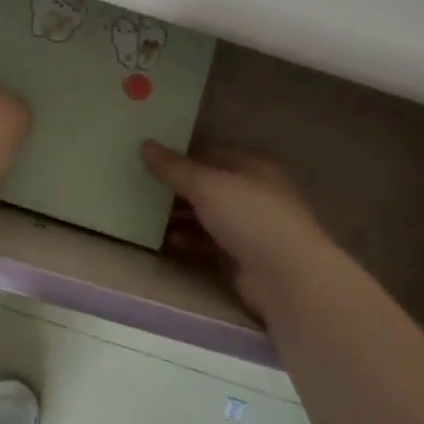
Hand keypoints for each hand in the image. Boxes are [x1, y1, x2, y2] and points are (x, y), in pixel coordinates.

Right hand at [141, 142, 334, 315]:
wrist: (287, 279)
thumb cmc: (250, 217)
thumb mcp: (207, 185)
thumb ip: (174, 167)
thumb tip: (144, 144)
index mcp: (251, 165)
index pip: (209, 151)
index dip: (179, 153)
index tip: (146, 156)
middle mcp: (251, 191)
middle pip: (205, 184)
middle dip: (174, 186)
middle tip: (137, 185)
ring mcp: (247, 225)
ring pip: (204, 214)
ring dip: (177, 215)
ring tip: (143, 213)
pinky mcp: (240, 256)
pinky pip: (206, 242)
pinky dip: (187, 240)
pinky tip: (164, 241)